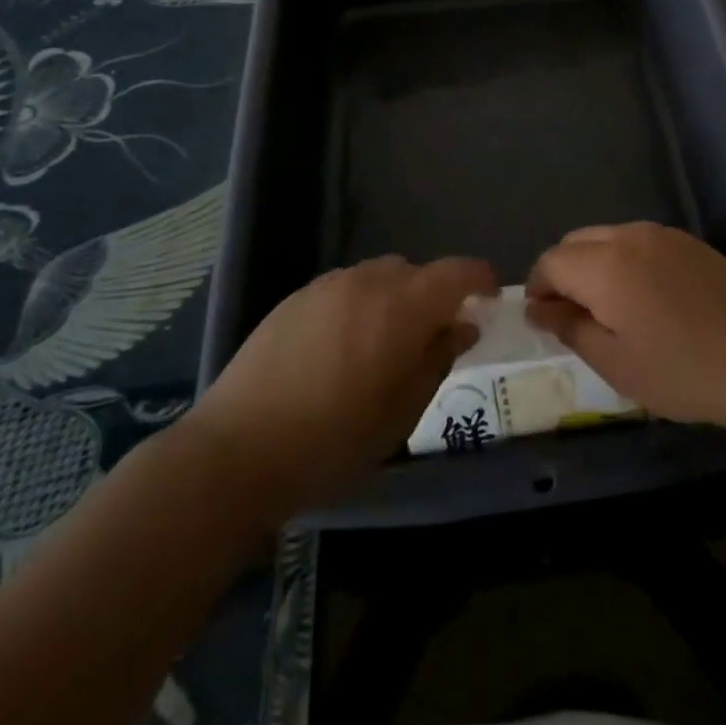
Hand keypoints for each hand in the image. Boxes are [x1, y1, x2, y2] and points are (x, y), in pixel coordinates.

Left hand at [190, 255, 494, 512]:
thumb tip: (462, 327)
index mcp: (401, 307)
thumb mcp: (401, 413)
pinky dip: (359, 304)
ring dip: (395, 298)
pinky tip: (341, 348)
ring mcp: (326, 286)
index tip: (490, 300)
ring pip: (378, 277)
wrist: (235, 452)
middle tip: (432, 338)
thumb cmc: (331, 442)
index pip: (457, 272)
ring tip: (383, 344)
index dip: (481, 280)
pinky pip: (345, 288)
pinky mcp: (295, 298)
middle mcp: (367, 282)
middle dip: (434, 296)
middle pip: (416, 272)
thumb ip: (438, 360)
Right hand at [525, 222, 725, 434]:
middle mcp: (629, 236)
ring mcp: (663, 234)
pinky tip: (645, 297)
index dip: (537, 288)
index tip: (543, 319)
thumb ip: (569, 328)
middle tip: (572, 316)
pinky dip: (624, 260)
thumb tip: (538, 309)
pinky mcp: (688, 242)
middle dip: (563, 273)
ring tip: (609, 308)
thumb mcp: (615, 363)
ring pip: (607, 237)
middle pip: (576, 242)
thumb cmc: (682, 371)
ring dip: (594, 264)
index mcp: (605, 265)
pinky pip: (639, 241)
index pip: (550, 261)